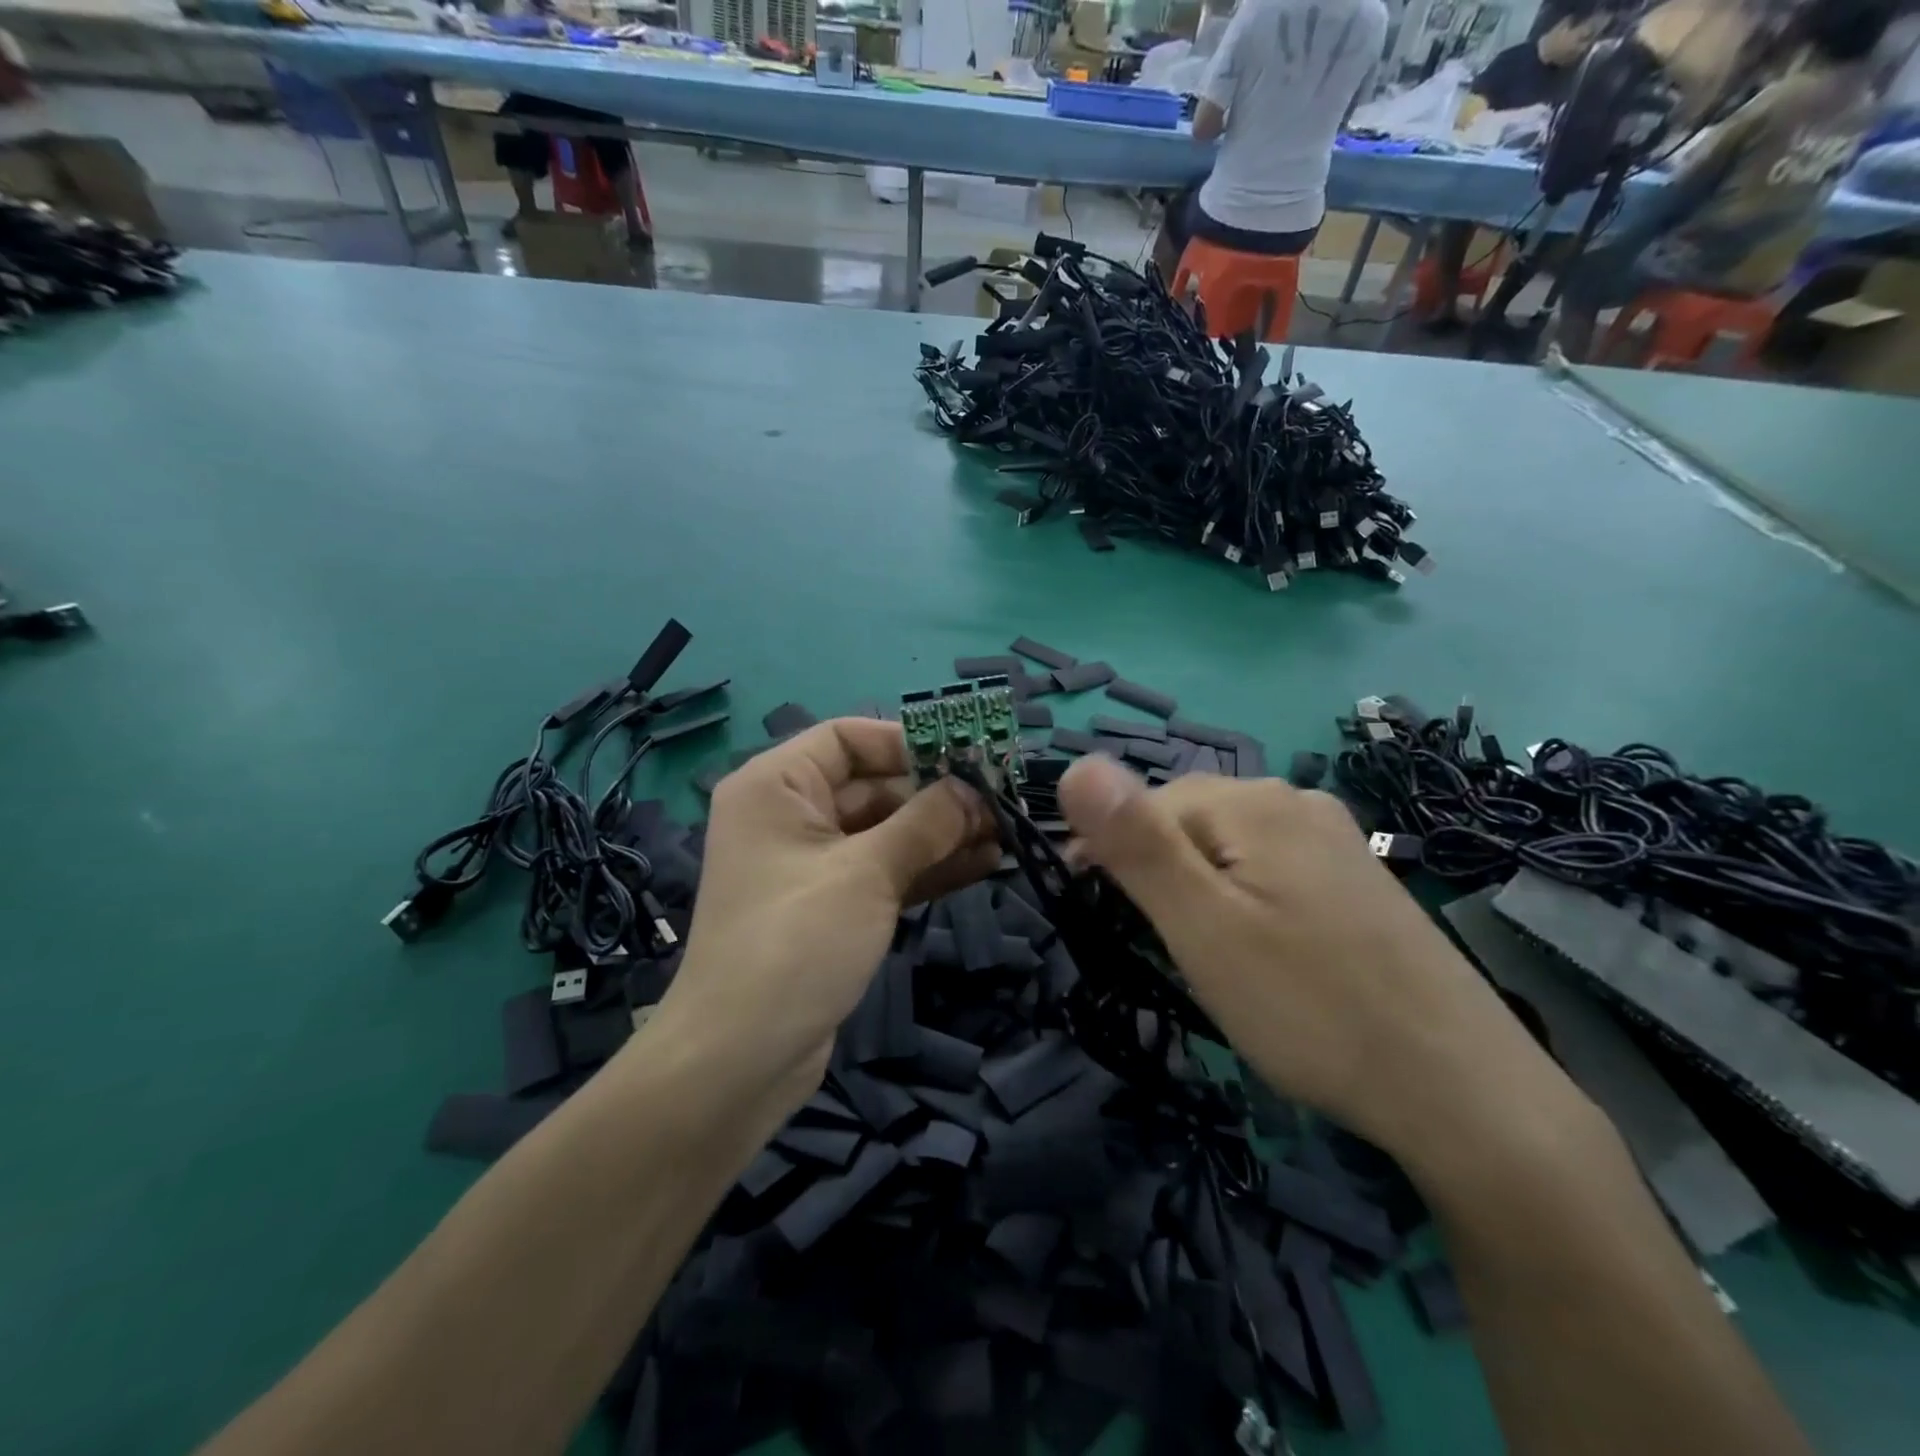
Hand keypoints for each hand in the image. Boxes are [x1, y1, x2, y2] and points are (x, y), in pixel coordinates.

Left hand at [655, 718, 999, 1110]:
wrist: (739, 1061)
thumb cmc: (795, 943)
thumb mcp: (866, 873)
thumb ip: (925, 822)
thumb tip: (973, 788)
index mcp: (777, 786)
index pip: (847, 738)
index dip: (908, 742)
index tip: (967, 756)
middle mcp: (790, 815)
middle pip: (873, 785)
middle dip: (937, 794)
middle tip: (1001, 802)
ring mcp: (812, 864)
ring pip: (886, 832)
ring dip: (942, 833)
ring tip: (1005, 834)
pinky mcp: (831, 906)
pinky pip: (885, 871)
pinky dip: (928, 868)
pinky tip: (983, 865)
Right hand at [1056, 756, 1538, 1155]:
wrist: (1463, 1093)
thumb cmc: (1310, 1009)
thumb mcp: (1202, 928)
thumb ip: (1136, 844)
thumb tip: (1074, 764)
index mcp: (1251, 803)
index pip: (1143, 806)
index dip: (1108, 859)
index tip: (1100, 923)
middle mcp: (1294, 802)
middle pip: (1187, 820)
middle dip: (1156, 874)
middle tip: (1162, 950)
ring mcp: (1334, 839)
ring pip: (1228, 846)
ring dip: (1198, 888)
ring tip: (1207, 956)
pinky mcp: (1356, 878)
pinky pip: (1270, 868)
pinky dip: (1244, 899)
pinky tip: (1264, 950)